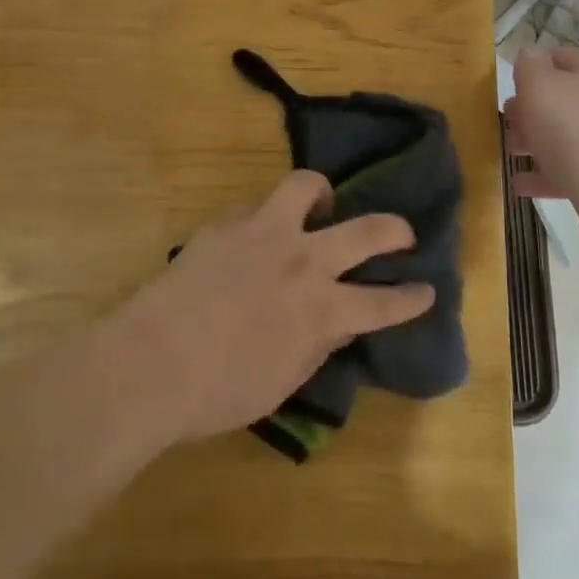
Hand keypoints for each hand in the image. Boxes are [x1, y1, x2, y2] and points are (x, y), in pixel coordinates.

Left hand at [116, 171, 435, 441]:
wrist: (152, 361)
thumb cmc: (218, 392)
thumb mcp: (282, 382)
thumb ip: (316, 346)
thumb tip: (335, 323)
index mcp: (322, 310)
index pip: (384, 303)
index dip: (411, 298)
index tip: (426, 290)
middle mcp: (304, 262)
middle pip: (368, 231)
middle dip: (395, 230)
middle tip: (402, 233)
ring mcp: (265, 233)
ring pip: (308, 186)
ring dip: (323, 193)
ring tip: (322, 205)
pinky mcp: (229, 222)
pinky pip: (259, 203)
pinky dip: (269, 214)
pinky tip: (257, 231)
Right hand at [505, 44, 578, 260]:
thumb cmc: (578, 130)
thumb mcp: (542, 86)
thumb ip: (530, 67)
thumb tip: (529, 54)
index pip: (562, 57)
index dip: (535, 63)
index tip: (508, 77)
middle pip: (562, 100)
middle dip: (530, 107)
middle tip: (505, 117)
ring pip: (563, 138)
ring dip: (534, 142)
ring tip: (508, 149)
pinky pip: (566, 174)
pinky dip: (542, 178)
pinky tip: (520, 184)